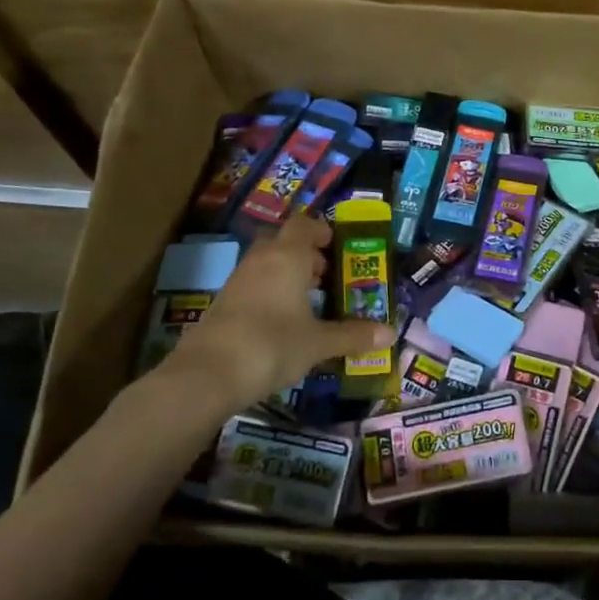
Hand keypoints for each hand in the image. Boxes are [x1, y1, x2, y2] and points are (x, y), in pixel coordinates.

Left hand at [144, 215, 394, 415]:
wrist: (207, 374)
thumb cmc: (272, 344)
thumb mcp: (318, 342)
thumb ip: (352, 335)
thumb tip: (391, 334)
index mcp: (288, 256)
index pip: (304, 225)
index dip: (321, 230)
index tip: (337, 244)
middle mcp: (262, 260)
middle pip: (283, 242)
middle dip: (305, 253)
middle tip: (327, 273)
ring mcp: (238, 281)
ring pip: (267, 264)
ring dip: (287, 274)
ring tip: (309, 300)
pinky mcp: (223, 304)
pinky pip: (254, 285)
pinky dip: (270, 293)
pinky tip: (282, 321)